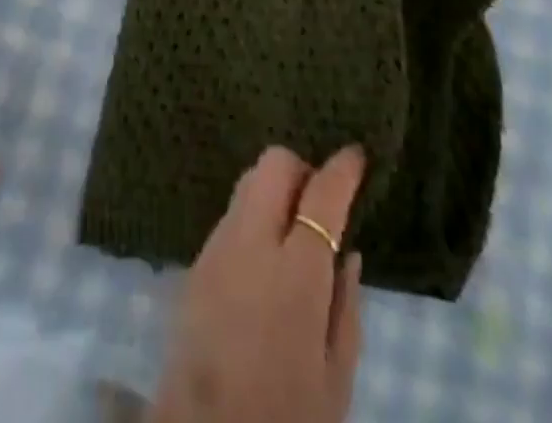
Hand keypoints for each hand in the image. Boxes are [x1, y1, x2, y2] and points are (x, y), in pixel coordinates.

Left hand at [151, 146, 366, 422]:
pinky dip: (252, 219)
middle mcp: (251, 242)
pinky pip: (230, 217)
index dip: (342, 169)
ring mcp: (217, 246)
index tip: (356, 155)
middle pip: (273, 165)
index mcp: (296, 274)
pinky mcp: (195, 261)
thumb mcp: (335, 380)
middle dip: (300, 170)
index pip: (322, 196)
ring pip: (247, 184)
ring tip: (291, 233)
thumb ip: (346, 309)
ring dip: (273, 192)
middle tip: (319, 204)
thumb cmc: (284, 418)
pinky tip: (263, 260)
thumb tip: (348, 253)